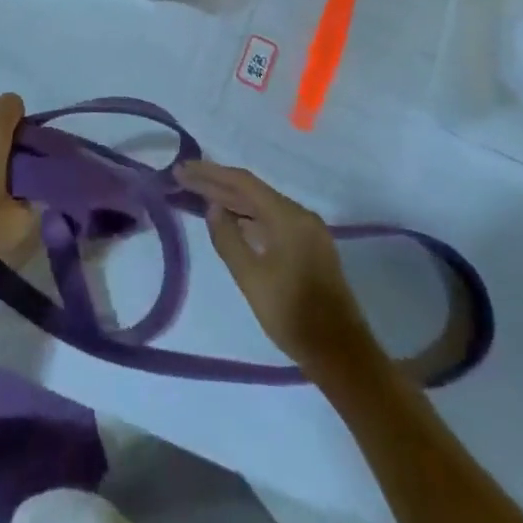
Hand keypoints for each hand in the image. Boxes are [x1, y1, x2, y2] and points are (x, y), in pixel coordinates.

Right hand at [177, 160, 382, 382]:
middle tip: (183, 177)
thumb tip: (212, 207)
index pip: (243, 183)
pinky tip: (229, 220)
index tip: (183, 169)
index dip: (211, 174)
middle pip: (252, 191)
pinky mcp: (308, 247)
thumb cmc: (292, 314)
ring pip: (262, 206)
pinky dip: (247, 217)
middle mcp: (300, 215)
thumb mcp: (251, 277)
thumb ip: (228, 238)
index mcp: (289, 217)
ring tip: (198, 194)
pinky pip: (272, 221)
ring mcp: (307, 231)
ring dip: (231, 200)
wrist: (339, 353)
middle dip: (217, 184)